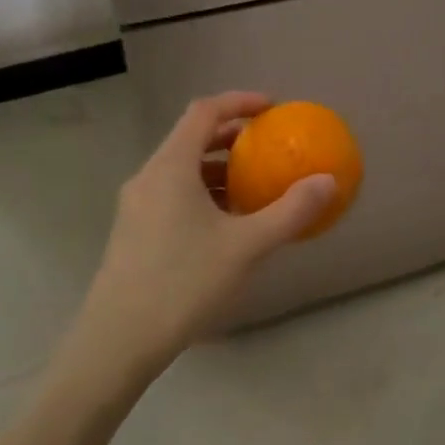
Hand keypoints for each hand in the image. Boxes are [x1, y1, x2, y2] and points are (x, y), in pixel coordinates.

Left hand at [71, 92, 335, 381]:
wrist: (117, 343)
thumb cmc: (182, 284)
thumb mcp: (246, 247)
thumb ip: (290, 212)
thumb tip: (328, 182)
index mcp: (171, 167)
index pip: (204, 111)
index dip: (239, 101)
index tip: (272, 108)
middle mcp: (148, 177)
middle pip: (191, 137)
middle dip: (231, 135)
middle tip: (267, 146)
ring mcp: (136, 206)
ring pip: (180, 168)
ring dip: (217, 167)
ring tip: (251, 187)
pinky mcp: (133, 232)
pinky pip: (172, 193)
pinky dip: (202, 192)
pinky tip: (224, 225)